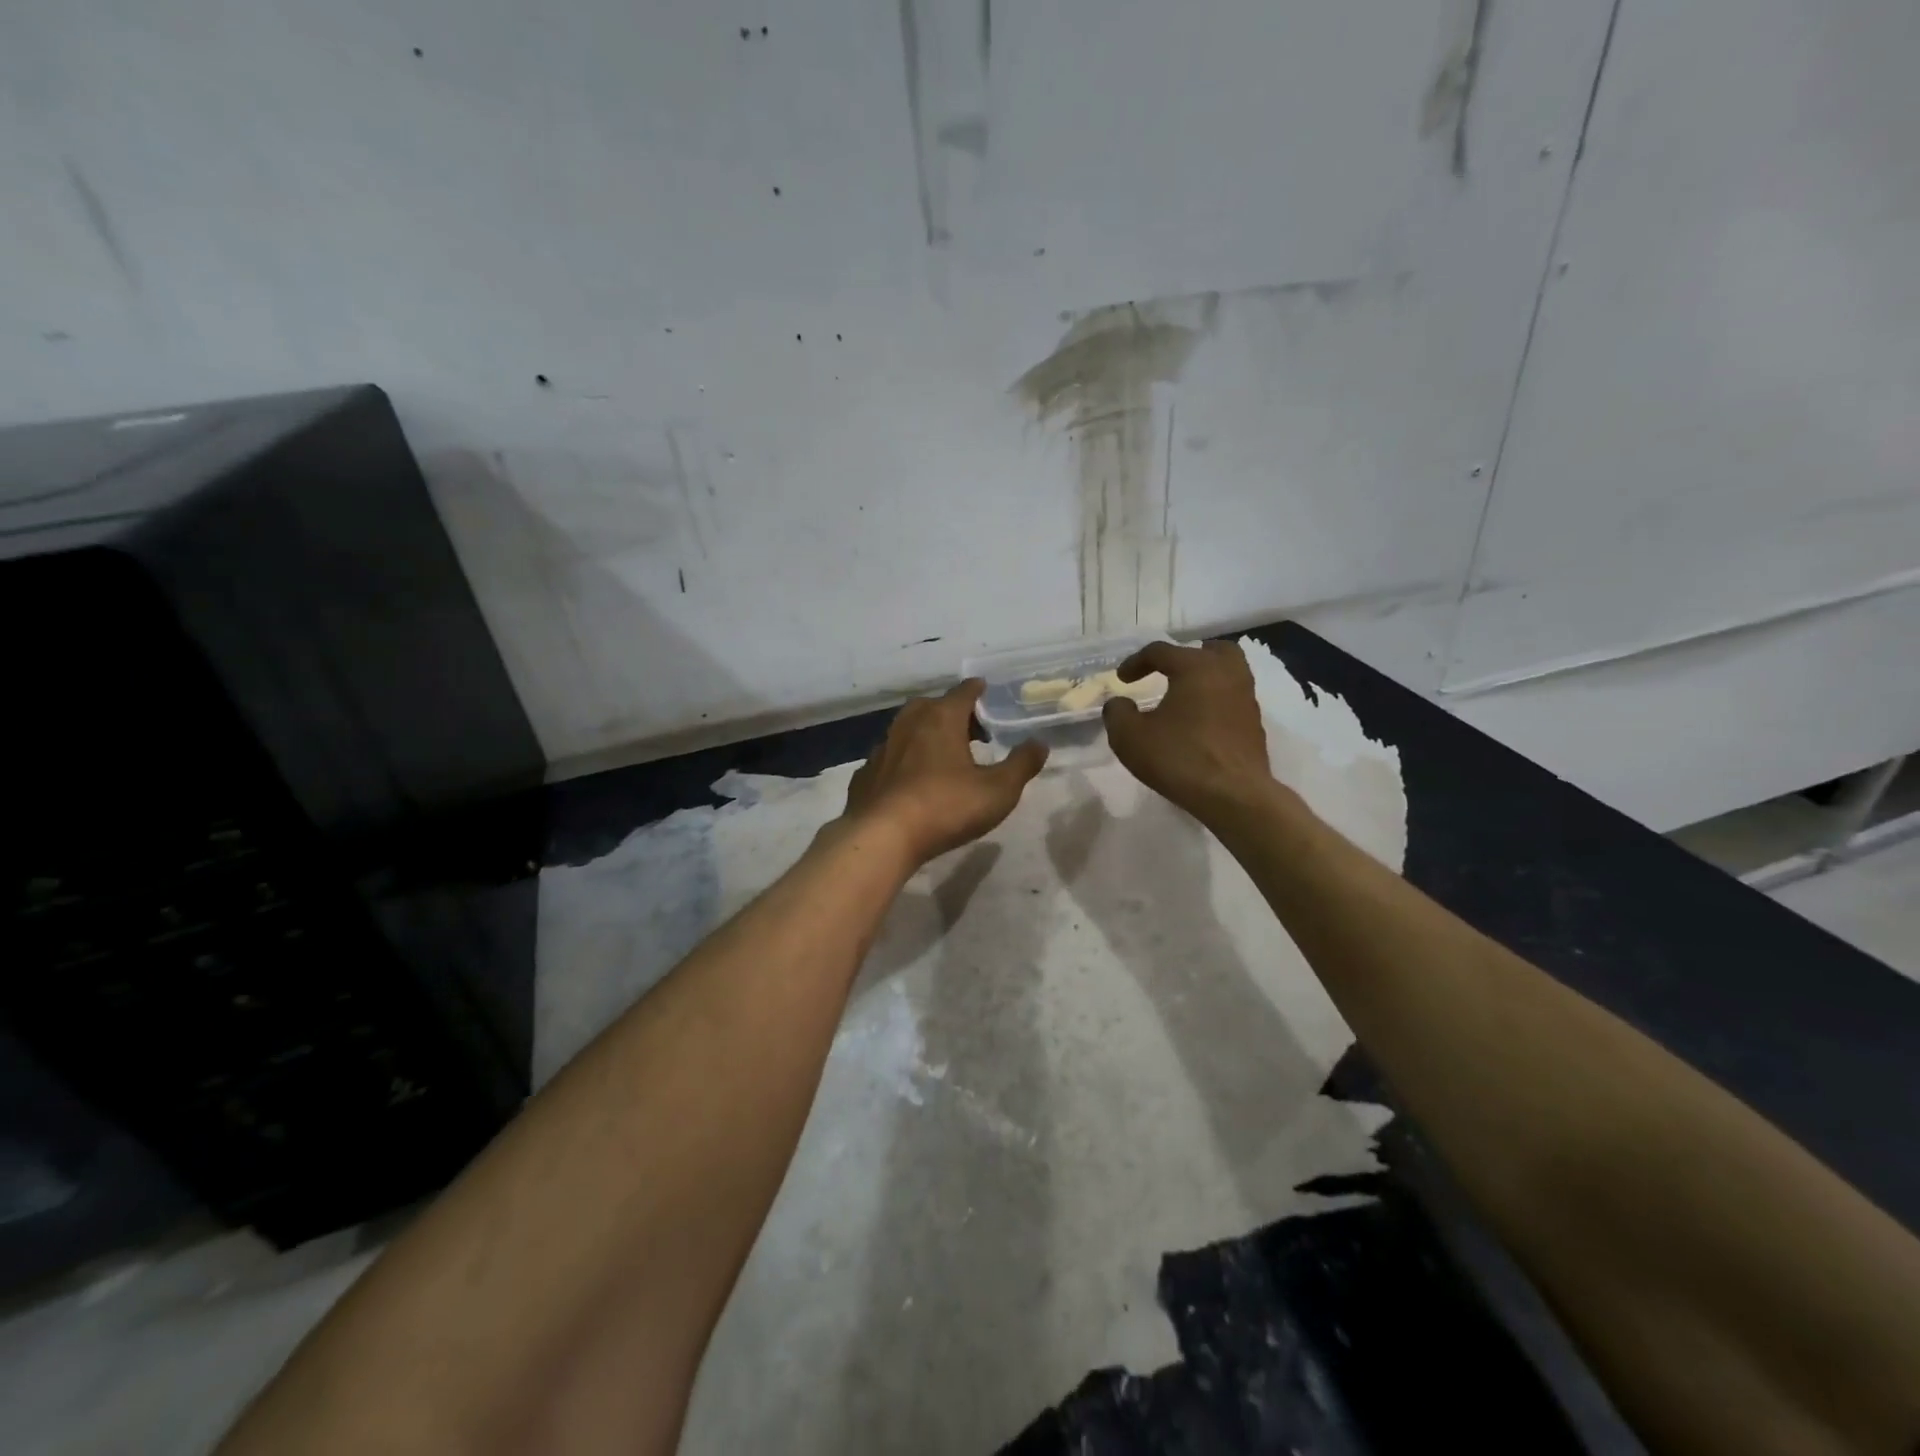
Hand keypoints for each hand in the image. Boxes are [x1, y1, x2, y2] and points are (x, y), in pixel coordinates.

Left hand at [842, 680, 1047, 868]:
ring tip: (941, 754)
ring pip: (907, 730)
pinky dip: (903, 761)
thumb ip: (1021, 765)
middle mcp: (908, 724)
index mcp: (941, 718)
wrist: (882, 836)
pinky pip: (890, 758)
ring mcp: (883, 748)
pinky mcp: (866, 774)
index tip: (984, 690)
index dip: (977, 690)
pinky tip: (910, 780)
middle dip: (951, 712)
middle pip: (932, 706)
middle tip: (970, 729)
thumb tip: (1039, 743)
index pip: (963, 692)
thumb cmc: (946, 806)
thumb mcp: (998, 790)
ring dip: (925, 735)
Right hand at [1103, 640, 1273, 818]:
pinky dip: (1215, 702)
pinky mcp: (1254, 725)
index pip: (1162, 651)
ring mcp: (1246, 699)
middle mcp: (1227, 674)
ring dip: (1204, 679)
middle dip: (1186, 657)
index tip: (1121, 680)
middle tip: (1167, 672)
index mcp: (1196, 668)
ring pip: (1228, 673)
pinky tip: (1198, 723)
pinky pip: (1232, 700)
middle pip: (1210, 650)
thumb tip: (1119, 703)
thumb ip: (1117, 713)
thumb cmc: (1179, 758)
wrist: (1234, 796)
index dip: (1136, 662)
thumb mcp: (1129, 737)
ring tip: (1182, 698)